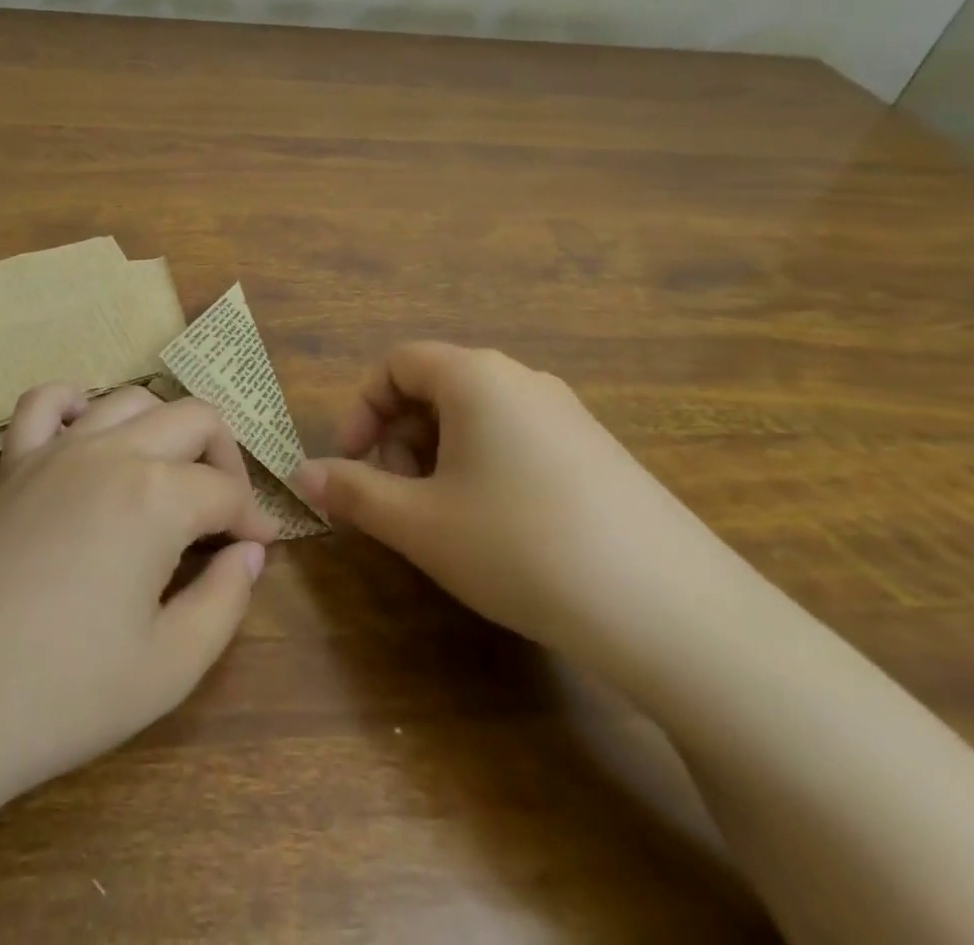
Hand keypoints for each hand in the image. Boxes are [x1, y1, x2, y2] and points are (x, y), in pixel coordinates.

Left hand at [0, 384, 278, 806]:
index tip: (256, 551)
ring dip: (165, 429)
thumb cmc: (61, 693)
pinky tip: (90, 435)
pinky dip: (78, 403)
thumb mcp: (169, 667)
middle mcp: (112, 452)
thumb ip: (226, 600)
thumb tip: (249, 553)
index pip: (226, 490)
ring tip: (169, 479)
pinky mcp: (13, 463)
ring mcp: (57, 449)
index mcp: (157, 496)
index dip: (251, 521)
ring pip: (131, 399)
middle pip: (193, 419)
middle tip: (224, 515)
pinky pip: (46, 401)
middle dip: (224, 459)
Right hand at [296, 342, 737, 666]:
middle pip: (436, 386)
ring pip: (477, 416)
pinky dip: (485, 467)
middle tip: (398, 498)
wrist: (672, 610)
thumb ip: (353, 492)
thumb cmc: (520, 546)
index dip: (361, 409)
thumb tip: (302, 474)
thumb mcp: (420, 523)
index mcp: (474, 376)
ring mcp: (567, 413)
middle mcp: (522, 379)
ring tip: (445, 519)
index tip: (353, 464)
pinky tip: (501, 529)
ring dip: (439, 455)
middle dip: (399, 436)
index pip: (396, 364)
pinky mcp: (598, 451)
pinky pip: (518, 438)